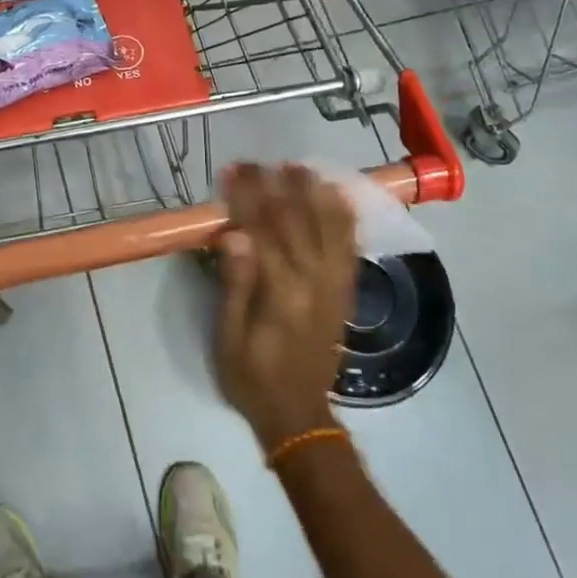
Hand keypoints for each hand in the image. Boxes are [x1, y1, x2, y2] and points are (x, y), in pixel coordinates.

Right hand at [214, 163, 357, 450]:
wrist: (298, 414)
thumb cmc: (251, 376)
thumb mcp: (227, 337)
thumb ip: (234, 284)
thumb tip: (234, 234)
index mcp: (280, 290)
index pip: (262, 228)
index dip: (246, 196)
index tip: (231, 172)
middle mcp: (313, 279)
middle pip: (294, 219)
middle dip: (274, 185)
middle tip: (255, 162)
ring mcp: (334, 283)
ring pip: (328, 226)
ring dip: (313, 192)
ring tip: (297, 167)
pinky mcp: (345, 290)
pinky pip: (349, 245)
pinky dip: (344, 217)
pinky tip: (336, 196)